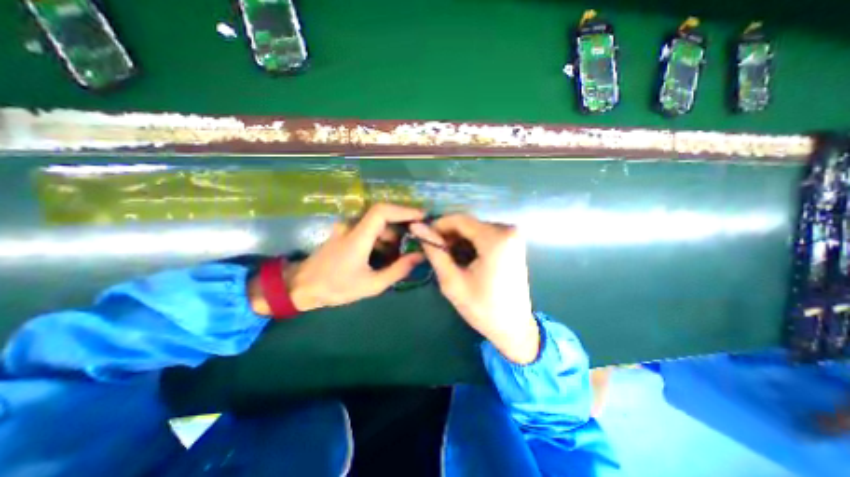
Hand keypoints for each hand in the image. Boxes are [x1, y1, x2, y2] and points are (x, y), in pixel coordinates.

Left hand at [281, 206, 424, 312]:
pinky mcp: (345, 233)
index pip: (382, 211)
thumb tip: (419, 256)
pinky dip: (382, 239)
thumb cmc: (336, 287)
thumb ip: (398, 270)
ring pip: (377, 224)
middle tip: (417, 238)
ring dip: (392, 235)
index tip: (422, 216)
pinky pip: (369, 229)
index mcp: (357, 237)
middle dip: (402, 225)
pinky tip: (386, 255)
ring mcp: (347, 228)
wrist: (301, 287)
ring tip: (402, 253)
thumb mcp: (372, 285)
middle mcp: (351, 226)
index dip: (404, 210)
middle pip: (382, 216)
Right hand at [409, 214, 540, 362]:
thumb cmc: (482, 308)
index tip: (423, 238)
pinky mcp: (513, 242)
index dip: (437, 226)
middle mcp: (508, 230)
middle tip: (436, 253)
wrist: (513, 327)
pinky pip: (485, 235)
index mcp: (496, 239)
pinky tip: (464, 259)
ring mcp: (513, 235)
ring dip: (459, 241)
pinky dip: (471, 244)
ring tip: (448, 259)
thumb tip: (416, 227)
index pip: (458, 220)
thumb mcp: (452, 281)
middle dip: (448, 236)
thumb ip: (434, 251)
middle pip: (468, 224)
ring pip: (475, 229)